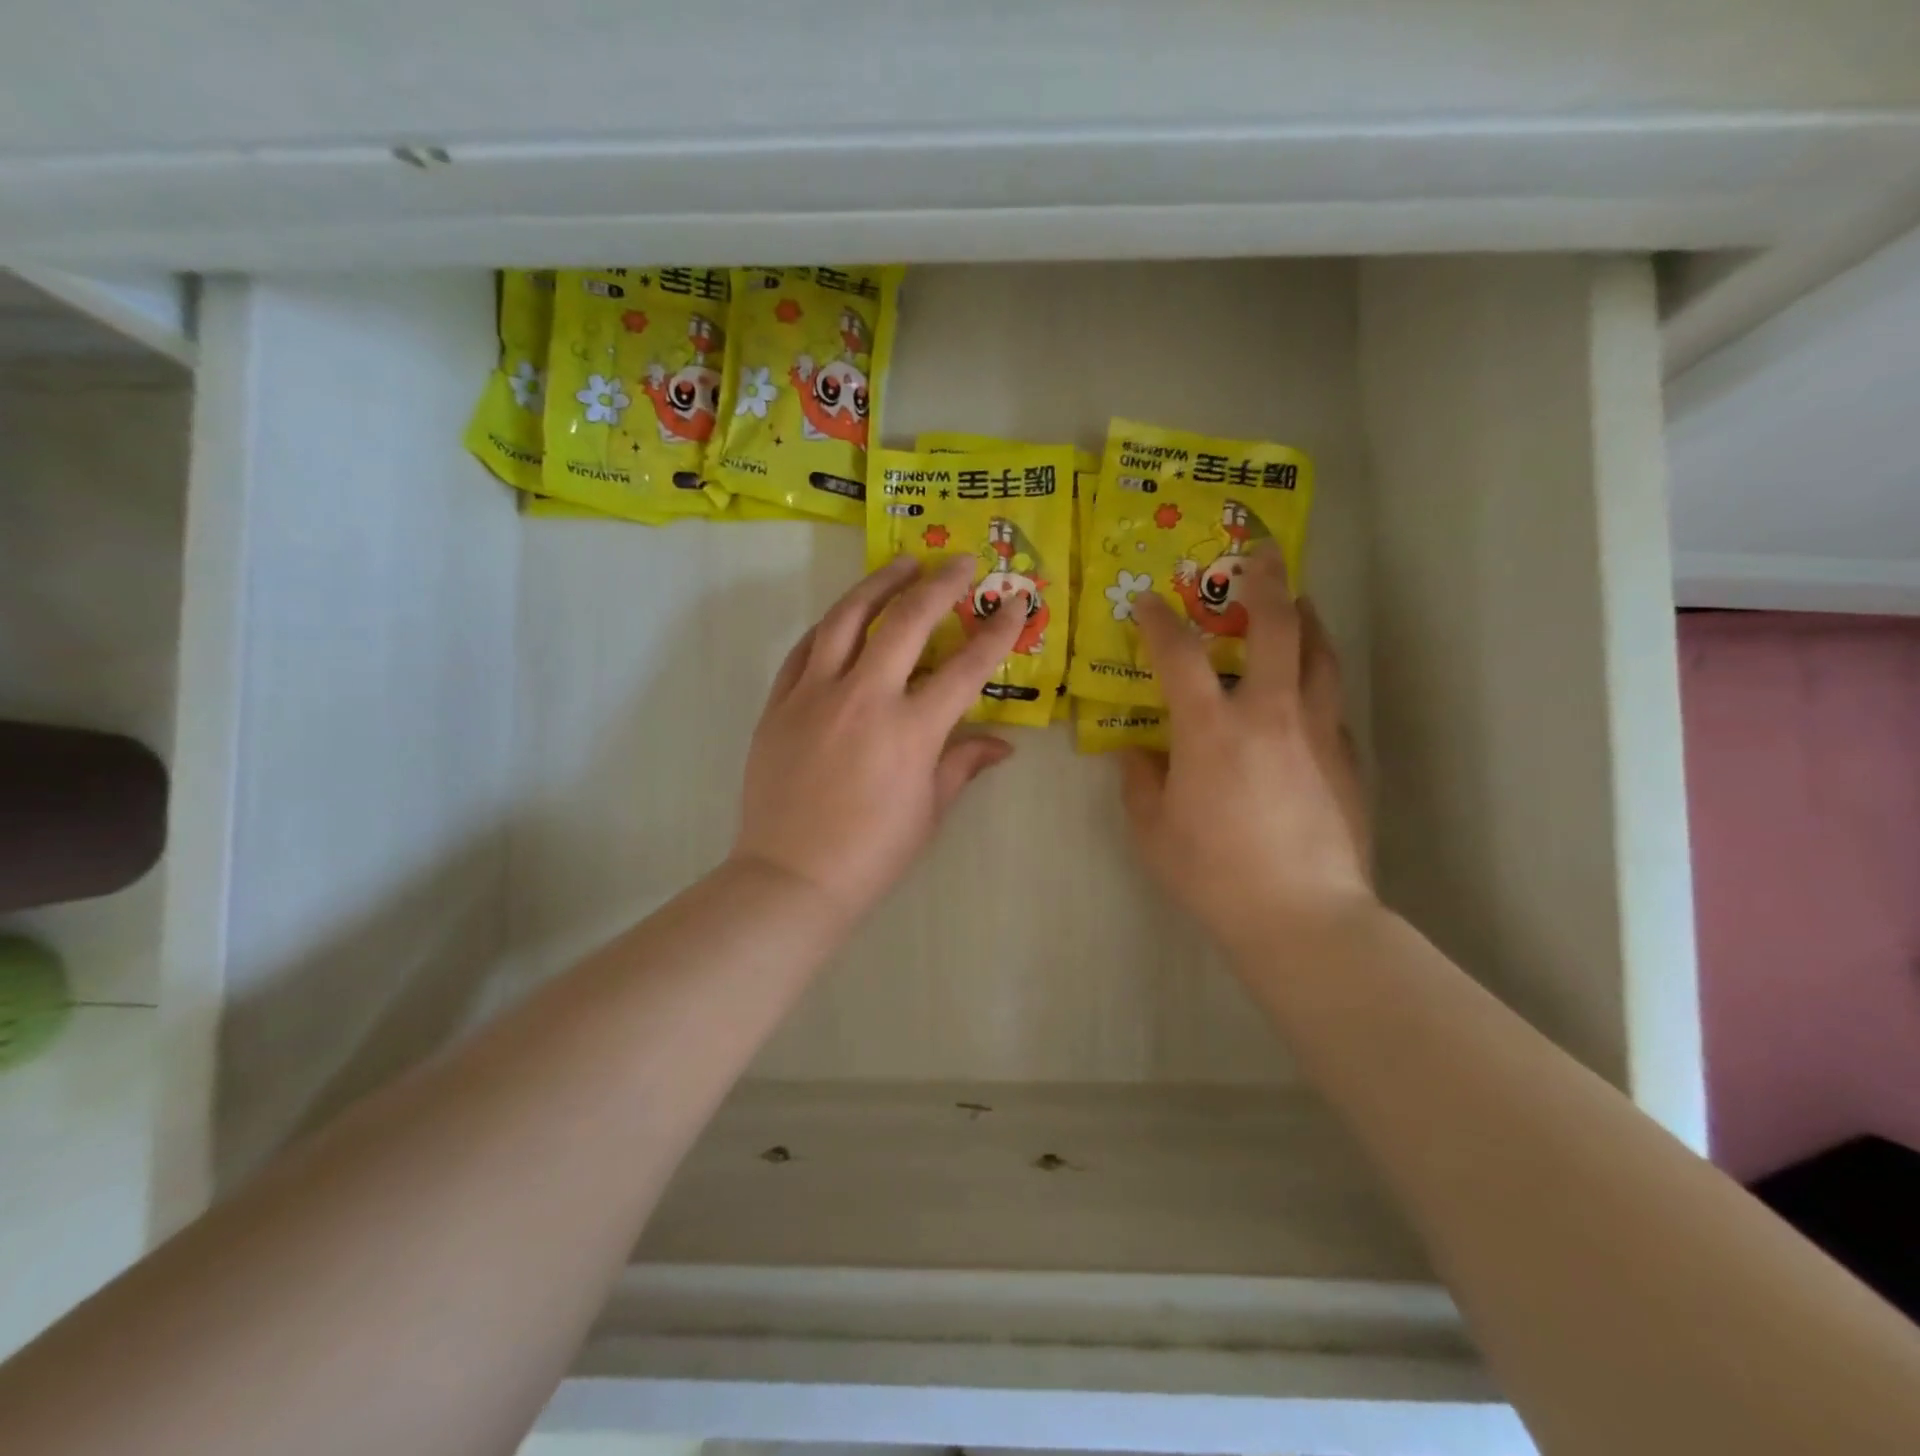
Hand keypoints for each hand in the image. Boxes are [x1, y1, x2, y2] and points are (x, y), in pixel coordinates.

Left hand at [731, 554, 1026, 918]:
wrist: (791, 876)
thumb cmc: (872, 853)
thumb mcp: (929, 811)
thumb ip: (963, 764)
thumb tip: (1002, 745)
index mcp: (911, 730)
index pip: (966, 666)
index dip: (998, 632)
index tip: (1017, 605)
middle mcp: (864, 697)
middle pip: (907, 621)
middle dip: (941, 583)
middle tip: (962, 561)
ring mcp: (815, 695)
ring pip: (847, 618)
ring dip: (879, 583)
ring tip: (902, 563)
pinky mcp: (779, 703)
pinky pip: (805, 649)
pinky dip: (830, 625)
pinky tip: (845, 616)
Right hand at [1120, 548, 1370, 953]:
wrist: (1302, 916)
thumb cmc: (1214, 873)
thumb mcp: (1153, 830)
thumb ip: (1140, 782)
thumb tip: (1137, 755)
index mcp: (1211, 728)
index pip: (1178, 653)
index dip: (1157, 620)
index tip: (1146, 602)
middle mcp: (1270, 714)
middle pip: (1276, 627)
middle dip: (1265, 582)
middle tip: (1260, 555)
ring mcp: (1317, 732)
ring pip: (1320, 654)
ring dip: (1306, 618)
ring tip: (1297, 603)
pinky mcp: (1347, 758)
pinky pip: (1333, 702)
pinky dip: (1318, 679)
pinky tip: (1309, 691)